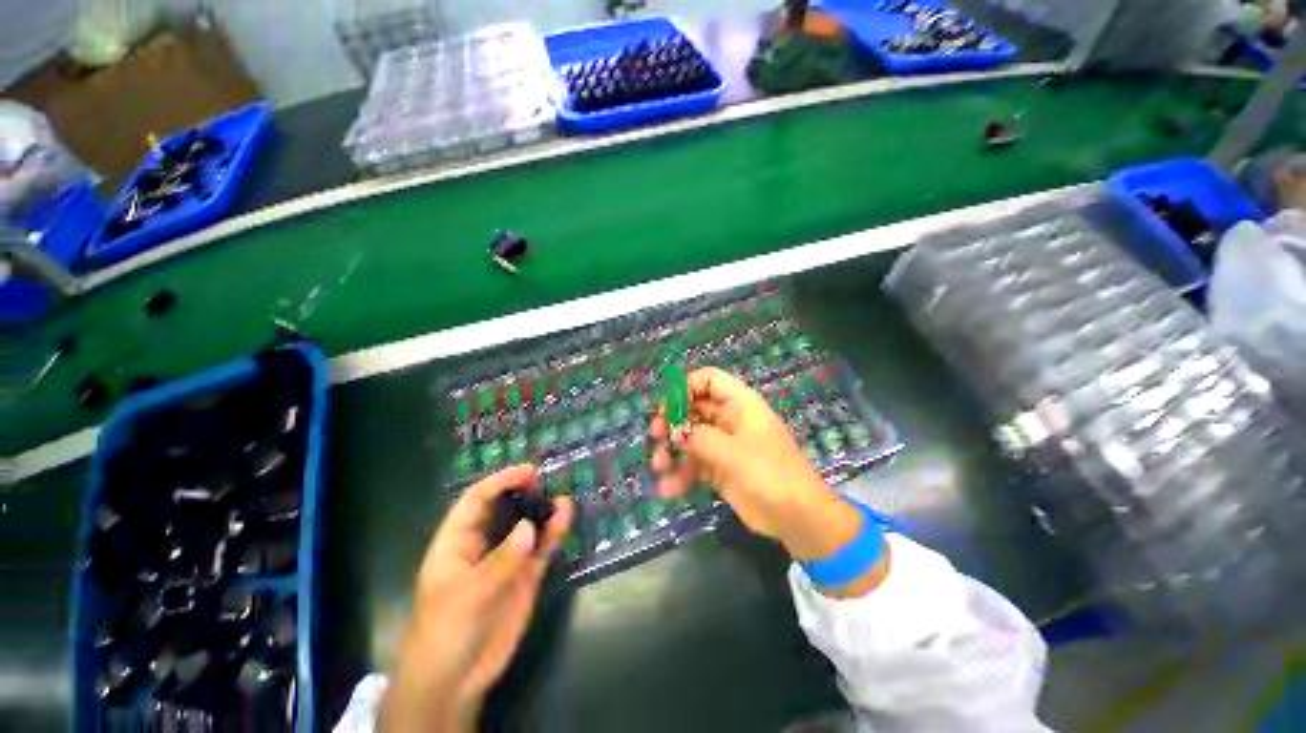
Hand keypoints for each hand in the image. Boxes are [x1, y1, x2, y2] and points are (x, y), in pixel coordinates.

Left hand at [381, 465, 572, 732]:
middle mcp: (484, 543)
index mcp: (457, 540)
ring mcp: (507, 558)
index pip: (477, 499)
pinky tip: (566, 516)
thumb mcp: (468, 594)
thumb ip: (501, 560)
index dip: (501, 480)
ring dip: (543, 509)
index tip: (528, 471)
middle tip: (546, 480)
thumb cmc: (446, 630)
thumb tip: (530, 527)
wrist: (456, 679)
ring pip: (527, 525)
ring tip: (562, 496)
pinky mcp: (526, 574)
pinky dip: (554, 532)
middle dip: (523, 490)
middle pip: (504, 507)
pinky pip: (542, 547)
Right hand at [649, 367, 887, 596]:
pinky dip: (681, 474)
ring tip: (659, 466)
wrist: (797, 517)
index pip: (709, 379)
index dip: (686, 386)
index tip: (667, 406)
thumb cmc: (769, 473)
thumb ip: (699, 437)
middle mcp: (730, 420)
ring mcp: (725, 445)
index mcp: (740, 404)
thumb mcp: (731, 451)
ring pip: (691, 438)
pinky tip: (668, 489)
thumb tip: (676, 433)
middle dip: (673, 421)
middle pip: (694, 408)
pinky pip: (695, 464)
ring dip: (672, 451)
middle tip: (656, 434)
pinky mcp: (720, 469)